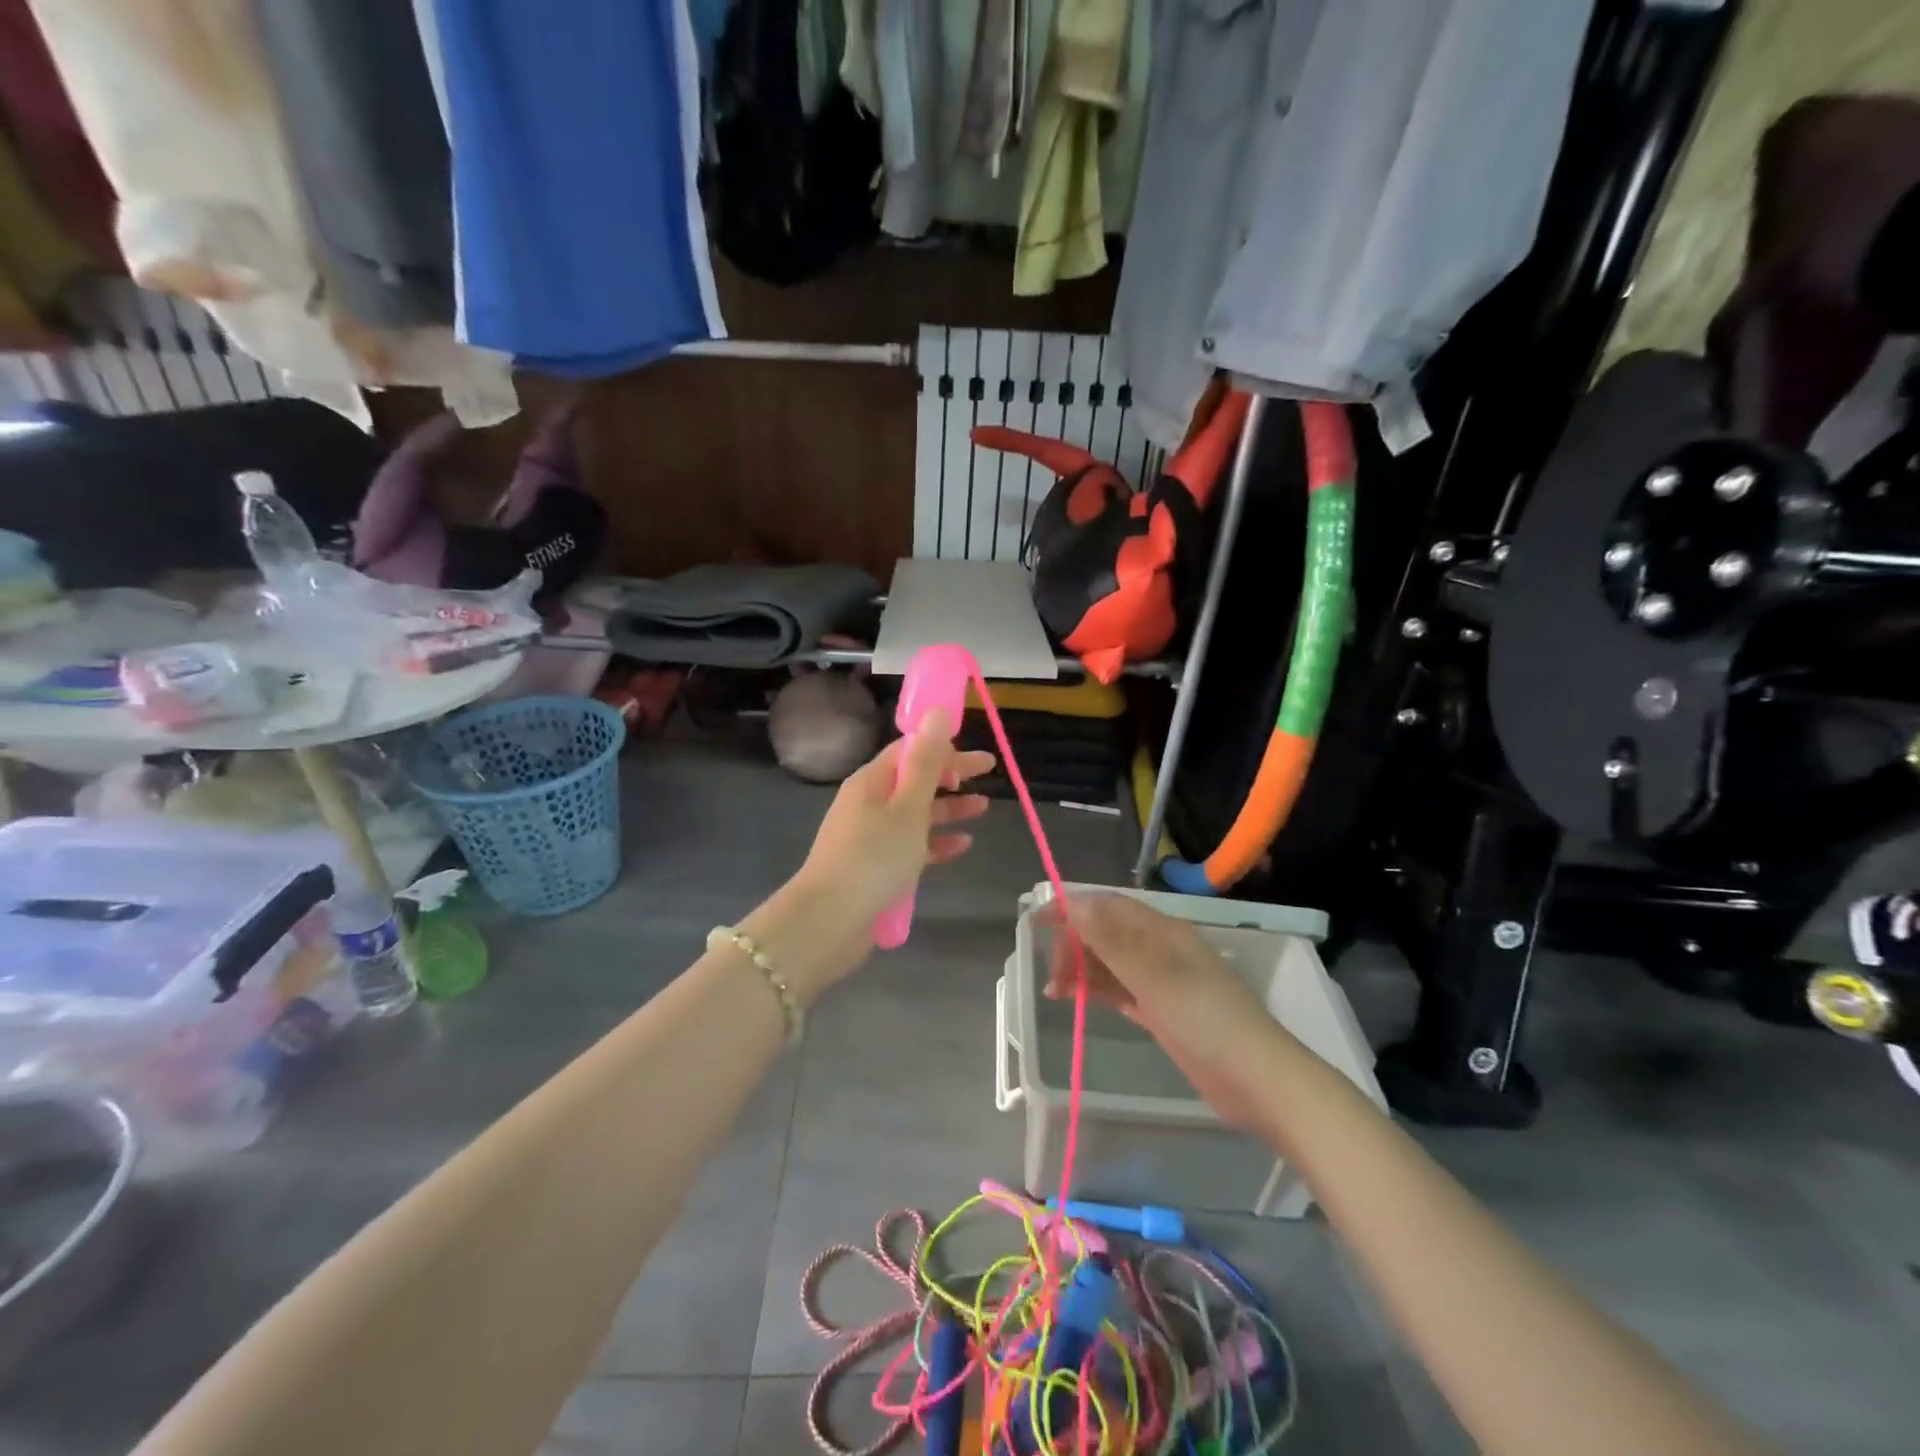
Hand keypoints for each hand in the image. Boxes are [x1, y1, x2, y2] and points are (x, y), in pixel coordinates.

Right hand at [1044, 892, 1285, 1127]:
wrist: (1257, 1080)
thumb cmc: (1206, 1020)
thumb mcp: (1155, 977)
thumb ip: (1113, 941)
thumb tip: (1075, 903)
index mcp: (1163, 932)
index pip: (1109, 906)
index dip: (1072, 908)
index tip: (1037, 922)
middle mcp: (1161, 950)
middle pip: (1106, 933)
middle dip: (1074, 946)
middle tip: (1051, 976)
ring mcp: (1162, 982)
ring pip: (1110, 963)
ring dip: (1081, 970)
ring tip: (1054, 992)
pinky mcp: (1162, 1011)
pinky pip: (1120, 989)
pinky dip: (1097, 990)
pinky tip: (1075, 999)